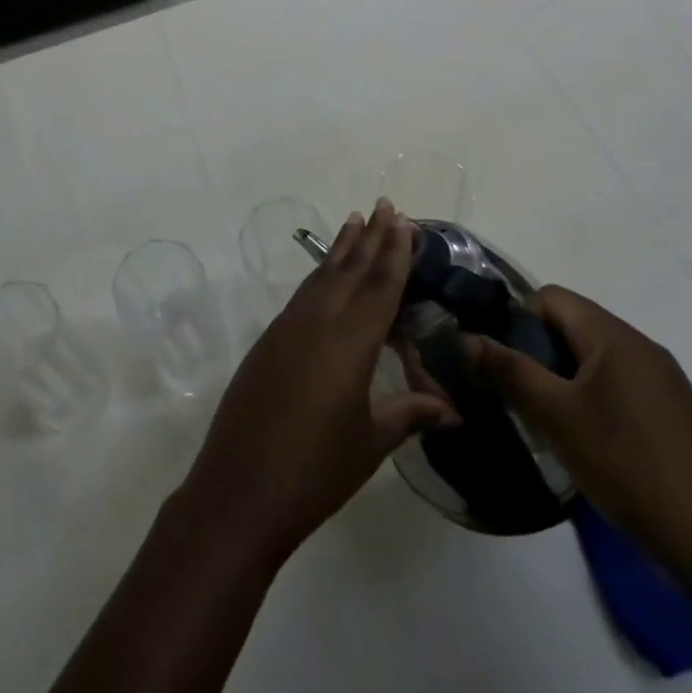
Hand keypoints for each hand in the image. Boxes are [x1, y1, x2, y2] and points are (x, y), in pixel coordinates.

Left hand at [176, 200, 455, 564]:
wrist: (240, 488)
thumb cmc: (316, 470)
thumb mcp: (370, 443)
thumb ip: (408, 414)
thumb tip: (451, 409)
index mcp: (349, 343)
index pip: (379, 287)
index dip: (393, 252)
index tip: (401, 219)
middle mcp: (317, 322)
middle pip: (349, 270)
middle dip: (369, 237)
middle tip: (384, 204)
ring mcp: (287, 328)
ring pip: (321, 277)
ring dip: (341, 249)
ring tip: (354, 222)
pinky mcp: (268, 340)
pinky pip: (302, 296)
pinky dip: (319, 276)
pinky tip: (325, 275)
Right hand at [466, 285, 691, 569]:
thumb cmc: (626, 465)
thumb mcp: (555, 416)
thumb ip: (508, 370)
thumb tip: (466, 337)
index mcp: (615, 337)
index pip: (551, 298)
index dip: (519, 320)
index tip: (506, 363)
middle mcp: (643, 346)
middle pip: (573, 324)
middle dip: (539, 352)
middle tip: (523, 395)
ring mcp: (664, 380)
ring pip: (594, 357)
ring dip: (564, 377)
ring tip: (551, 420)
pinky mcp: (674, 412)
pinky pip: (619, 383)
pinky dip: (592, 397)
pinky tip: (589, 440)